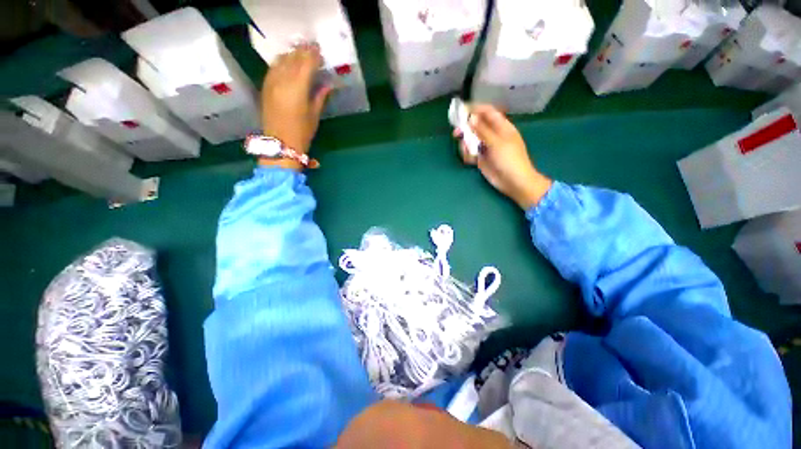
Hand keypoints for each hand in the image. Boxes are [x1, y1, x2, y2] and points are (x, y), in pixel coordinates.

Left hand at [260, 44, 330, 169]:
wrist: (280, 143)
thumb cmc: (301, 132)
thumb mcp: (314, 115)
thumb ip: (320, 97)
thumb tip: (327, 84)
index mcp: (298, 88)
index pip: (306, 64)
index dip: (314, 56)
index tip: (320, 52)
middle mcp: (283, 81)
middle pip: (293, 59)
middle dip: (303, 52)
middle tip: (312, 48)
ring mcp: (272, 82)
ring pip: (282, 61)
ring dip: (292, 54)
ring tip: (300, 52)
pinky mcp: (265, 87)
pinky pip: (273, 68)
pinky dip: (281, 62)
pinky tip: (286, 61)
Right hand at [454, 104, 551, 209]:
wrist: (513, 182)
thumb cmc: (509, 159)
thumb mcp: (497, 142)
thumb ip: (482, 130)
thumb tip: (471, 117)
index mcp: (502, 127)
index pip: (488, 113)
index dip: (476, 109)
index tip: (462, 110)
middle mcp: (493, 135)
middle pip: (477, 126)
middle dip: (466, 128)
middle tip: (456, 132)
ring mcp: (486, 148)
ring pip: (471, 140)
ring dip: (466, 144)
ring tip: (466, 150)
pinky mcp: (481, 159)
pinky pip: (470, 153)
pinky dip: (467, 155)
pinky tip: (469, 159)